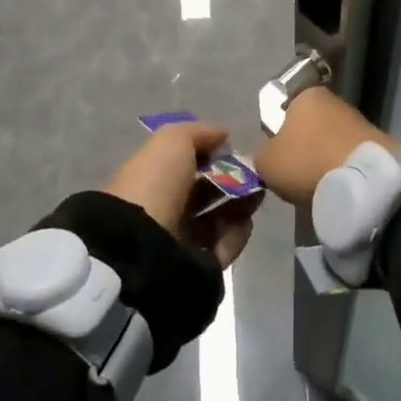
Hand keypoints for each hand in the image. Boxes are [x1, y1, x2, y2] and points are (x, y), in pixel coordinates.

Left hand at [103, 121, 262, 267]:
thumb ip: (200, 133)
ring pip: (217, 219)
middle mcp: (164, 209)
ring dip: (240, 204)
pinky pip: (222, 247)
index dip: (211, 155)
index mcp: (152, 178)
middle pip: (204, 192)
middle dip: (232, 179)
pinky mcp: (196, 267)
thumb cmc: (155, 184)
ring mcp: (179, 240)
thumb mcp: (172, 142)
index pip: (186, 164)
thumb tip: (224, 135)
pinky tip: (246, 221)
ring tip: (257, 194)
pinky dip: (236, 233)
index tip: (234, 150)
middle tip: (255, 174)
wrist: (143, 245)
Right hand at [253, 88, 400, 207]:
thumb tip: (268, 152)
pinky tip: (339, 185)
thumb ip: (260, 152)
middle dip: (302, 146)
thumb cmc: (307, 161)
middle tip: (296, 174)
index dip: (277, 134)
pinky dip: (341, 166)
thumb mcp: (266, 162)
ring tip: (319, 184)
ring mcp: (357, 118)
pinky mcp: (376, 141)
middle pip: (308, 124)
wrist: (363, 180)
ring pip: (329, 139)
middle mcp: (332, 99)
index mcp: (305, 94)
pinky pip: (348, 153)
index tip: (278, 157)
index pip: (282, 109)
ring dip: (323, 157)